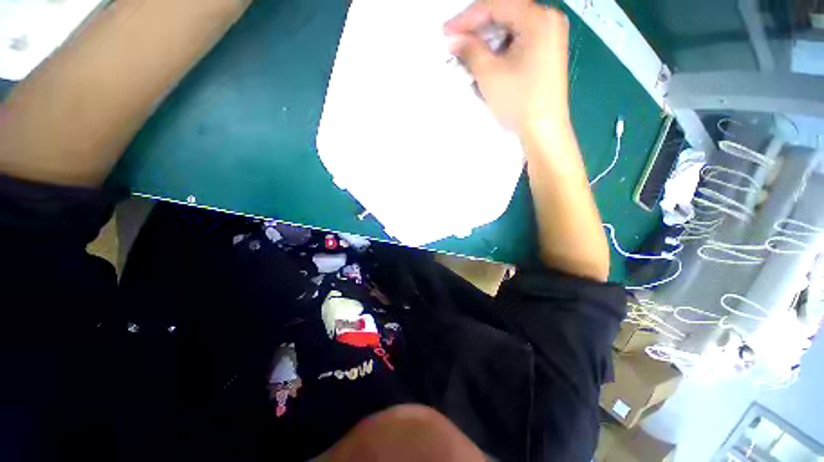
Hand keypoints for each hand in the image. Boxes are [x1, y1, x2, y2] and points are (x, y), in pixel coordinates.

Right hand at [444, 0, 569, 134]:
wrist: (543, 129)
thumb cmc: (519, 101)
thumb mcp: (489, 74)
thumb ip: (470, 50)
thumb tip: (454, 40)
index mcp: (538, 18)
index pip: (497, 5)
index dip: (467, 17)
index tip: (447, 32)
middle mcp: (548, 20)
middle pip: (505, 13)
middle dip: (477, 28)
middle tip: (456, 42)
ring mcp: (550, 36)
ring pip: (510, 28)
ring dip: (487, 39)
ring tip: (468, 54)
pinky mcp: (546, 52)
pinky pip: (518, 41)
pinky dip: (500, 48)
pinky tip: (486, 60)